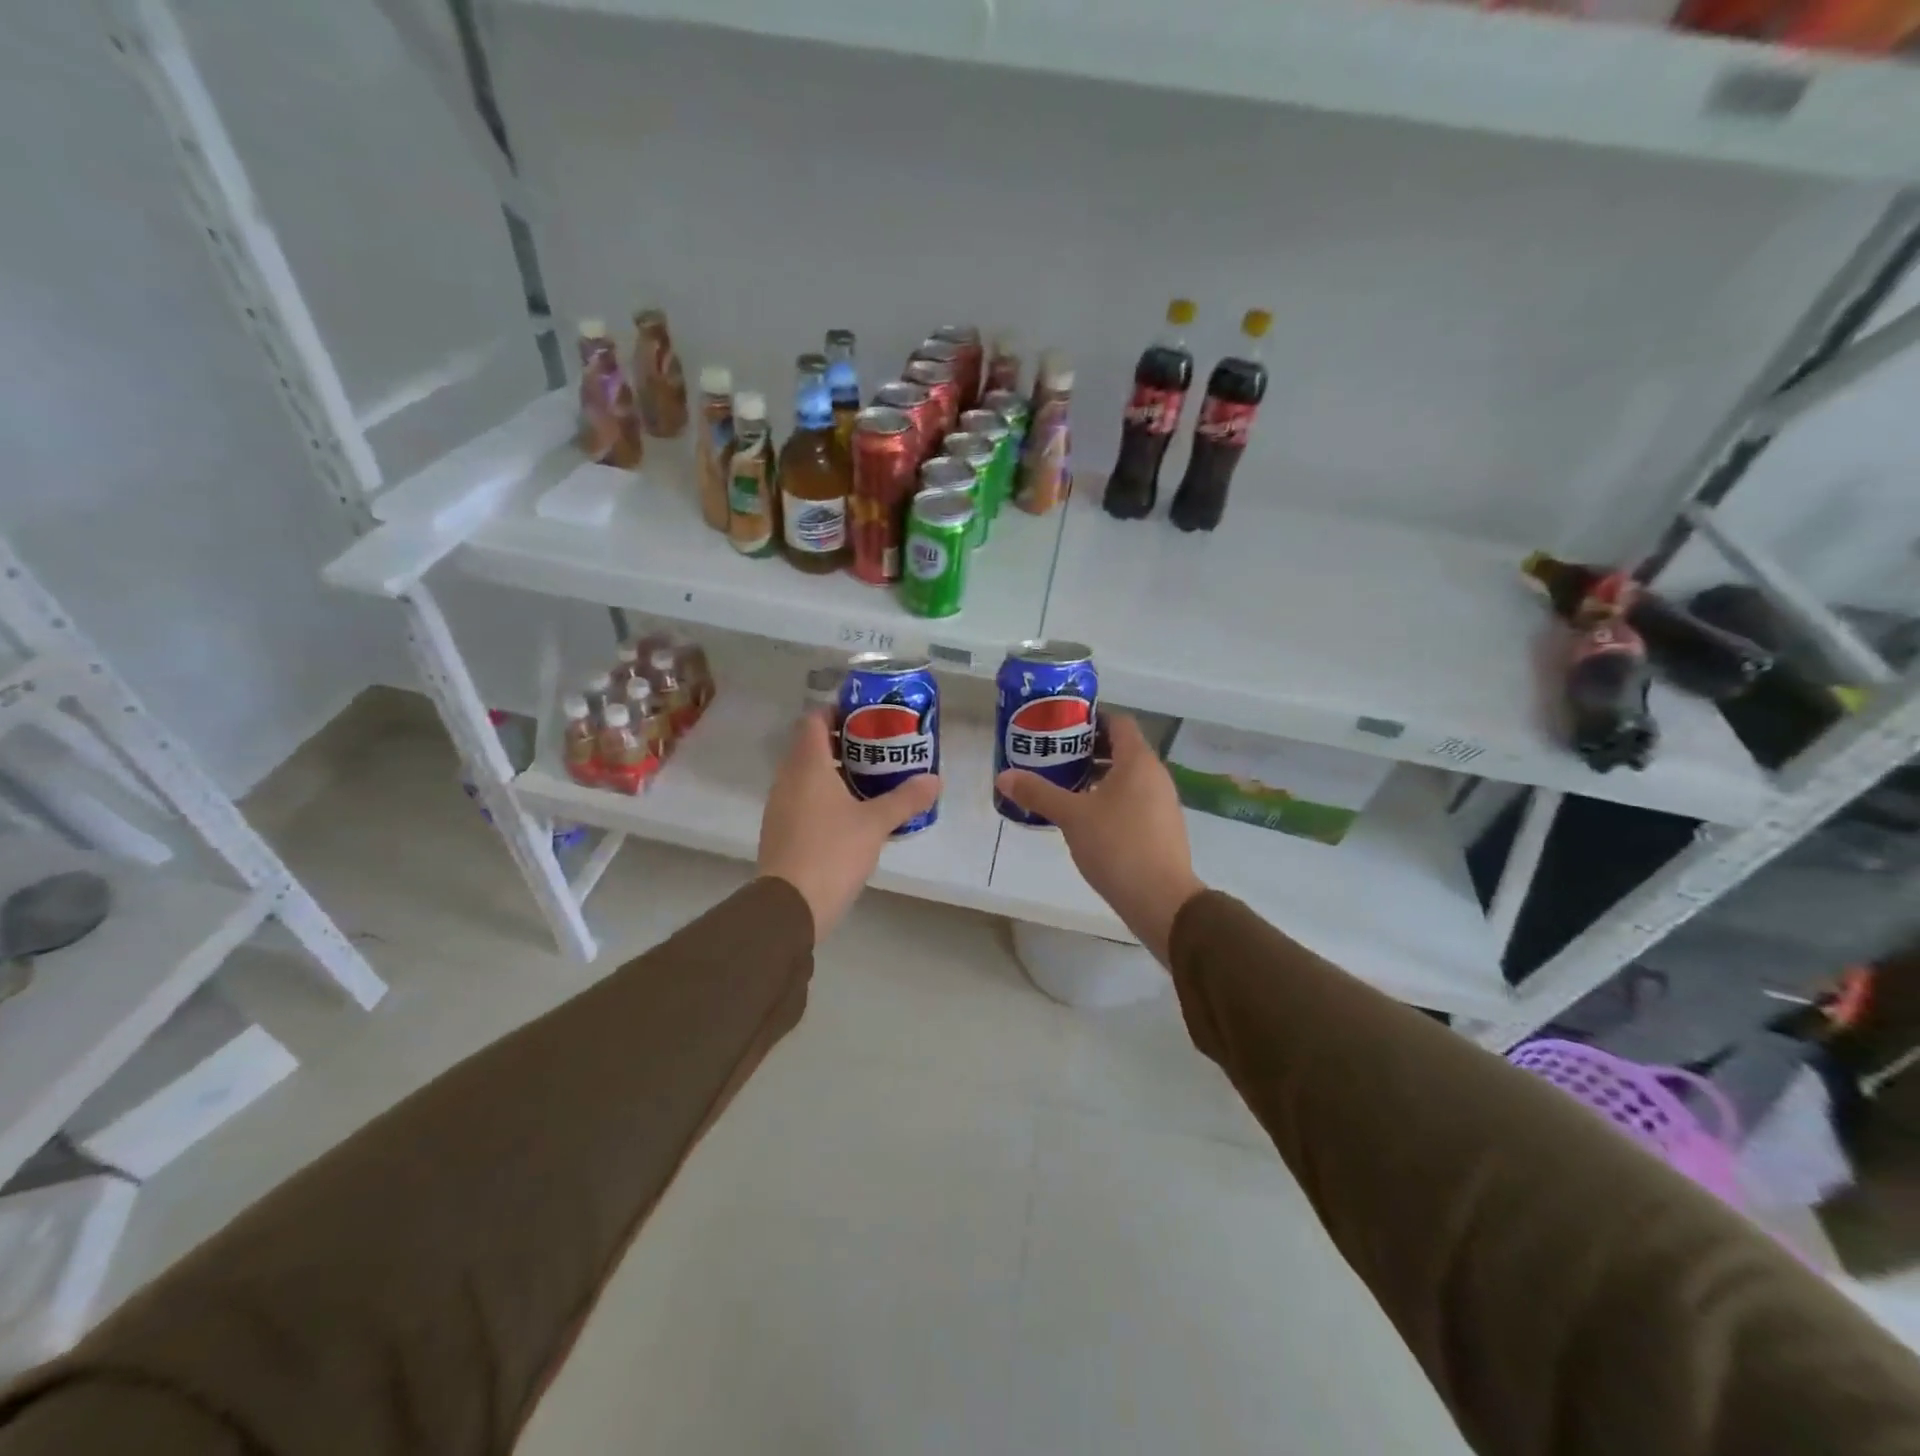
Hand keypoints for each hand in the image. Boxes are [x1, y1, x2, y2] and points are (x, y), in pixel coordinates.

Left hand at [758, 712, 940, 942]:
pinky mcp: (781, 830)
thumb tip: (935, 779)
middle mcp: (788, 778)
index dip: (838, 711)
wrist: (789, 906)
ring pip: (807, 774)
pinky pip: (804, 799)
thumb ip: (905, 799)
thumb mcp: (875, 824)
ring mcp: (780, 805)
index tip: (868, 717)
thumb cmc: (832, 852)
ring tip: (872, 779)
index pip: (814, 719)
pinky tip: (853, 813)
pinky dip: (826, 796)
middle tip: (880, 748)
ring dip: (835, 771)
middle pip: (811, 745)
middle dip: (844, 742)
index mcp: (806, 765)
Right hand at [994, 713, 1204, 965]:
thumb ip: (1038, 793)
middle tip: (1054, 756)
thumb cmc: (1117, 846)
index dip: (1090, 719)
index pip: (1118, 722)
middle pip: (1121, 749)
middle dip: (1087, 750)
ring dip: (1097, 777)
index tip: (1061, 727)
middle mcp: (1155, 775)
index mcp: (1138, 761)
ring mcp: (1162, 803)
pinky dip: (1110, 799)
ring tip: (1064, 786)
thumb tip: (1003, 777)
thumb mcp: (1071, 817)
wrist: (1161, 900)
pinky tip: (1085, 819)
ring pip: (1126, 777)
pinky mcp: (1161, 828)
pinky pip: (1133, 800)